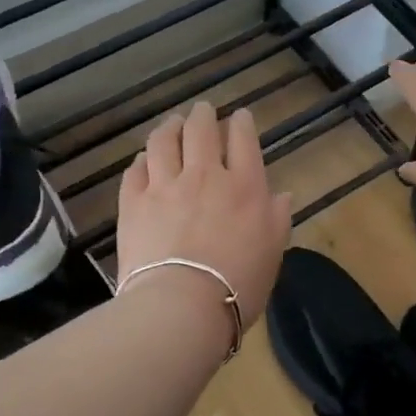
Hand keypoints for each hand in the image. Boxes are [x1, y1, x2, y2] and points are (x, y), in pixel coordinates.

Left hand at [115, 101, 293, 327]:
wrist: (181, 305)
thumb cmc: (238, 284)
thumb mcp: (273, 253)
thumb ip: (277, 219)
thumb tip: (282, 195)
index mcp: (244, 186)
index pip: (243, 140)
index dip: (242, 123)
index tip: (240, 117)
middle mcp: (204, 175)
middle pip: (201, 130)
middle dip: (203, 115)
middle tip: (203, 110)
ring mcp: (165, 186)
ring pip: (164, 141)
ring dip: (169, 127)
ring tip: (171, 123)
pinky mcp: (134, 203)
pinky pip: (135, 170)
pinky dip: (142, 160)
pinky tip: (144, 160)